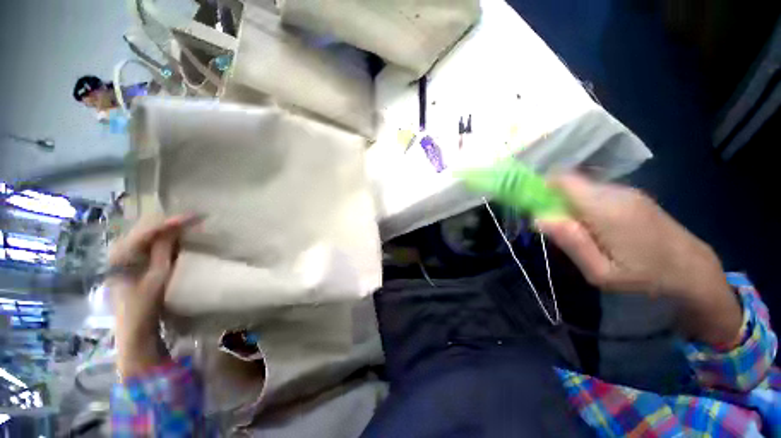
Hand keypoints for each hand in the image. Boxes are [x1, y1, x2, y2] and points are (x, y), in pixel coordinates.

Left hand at [107, 215, 192, 376]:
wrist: (135, 330)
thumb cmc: (144, 306)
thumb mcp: (157, 278)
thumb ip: (164, 251)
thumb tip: (174, 228)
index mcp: (120, 255)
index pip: (148, 230)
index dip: (171, 222)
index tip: (195, 217)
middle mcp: (119, 251)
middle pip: (147, 229)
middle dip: (171, 223)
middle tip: (196, 220)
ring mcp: (125, 257)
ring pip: (149, 235)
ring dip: (169, 229)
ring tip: (190, 225)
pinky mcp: (133, 263)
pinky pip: (150, 244)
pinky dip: (166, 239)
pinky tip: (178, 237)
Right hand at [536, 175, 741, 346]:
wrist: (696, 272)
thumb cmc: (647, 278)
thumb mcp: (601, 272)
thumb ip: (570, 242)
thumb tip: (539, 218)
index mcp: (605, 207)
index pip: (562, 179)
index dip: (542, 186)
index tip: (534, 205)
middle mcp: (615, 192)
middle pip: (571, 184)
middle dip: (555, 200)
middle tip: (557, 229)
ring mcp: (628, 193)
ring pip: (584, 190)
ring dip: (572, 205)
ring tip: (580, 234)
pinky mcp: (634, 198)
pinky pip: (599, 195)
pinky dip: (587, 206)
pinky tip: (598, 230)